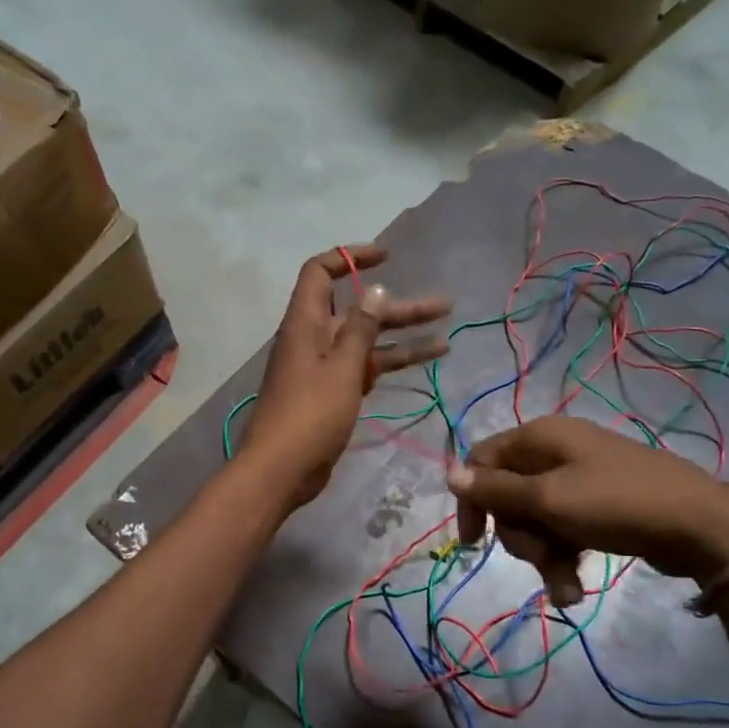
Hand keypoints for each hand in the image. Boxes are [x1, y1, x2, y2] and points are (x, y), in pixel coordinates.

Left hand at [241, 244, 449, 507]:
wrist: (281, 470)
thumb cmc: (309, 415)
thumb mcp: (341, 368)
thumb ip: (360, 330)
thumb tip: (375, 291)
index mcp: (305, 324)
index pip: (321, 273)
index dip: (350, 258)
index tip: (386, 257)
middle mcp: (313, 340)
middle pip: (357, 311)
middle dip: (398, 308)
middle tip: (443, 306)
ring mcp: (323, 369)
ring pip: (367, 344)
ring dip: (403, 339)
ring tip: (447, 340)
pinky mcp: (332, 395)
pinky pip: (364, 370)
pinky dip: (390, 365)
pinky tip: (422, 365)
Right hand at [446, 417, 728, 603]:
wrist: (701, 527)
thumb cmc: (617, 505)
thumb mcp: (548, 499)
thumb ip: (496, 490)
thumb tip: (450, 474)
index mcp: (540, 437)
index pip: (482, 461)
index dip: (473, 500)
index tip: (474, 541)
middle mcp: (556, 452)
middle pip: (508, 496)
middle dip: (519, 536)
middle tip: (542, 557)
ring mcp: (579, 479)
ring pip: (535, 519)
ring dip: (543, 557)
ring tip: (566, 586)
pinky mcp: (598, 505)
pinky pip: (563, 530)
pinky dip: (564, 558)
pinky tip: (574, 589)